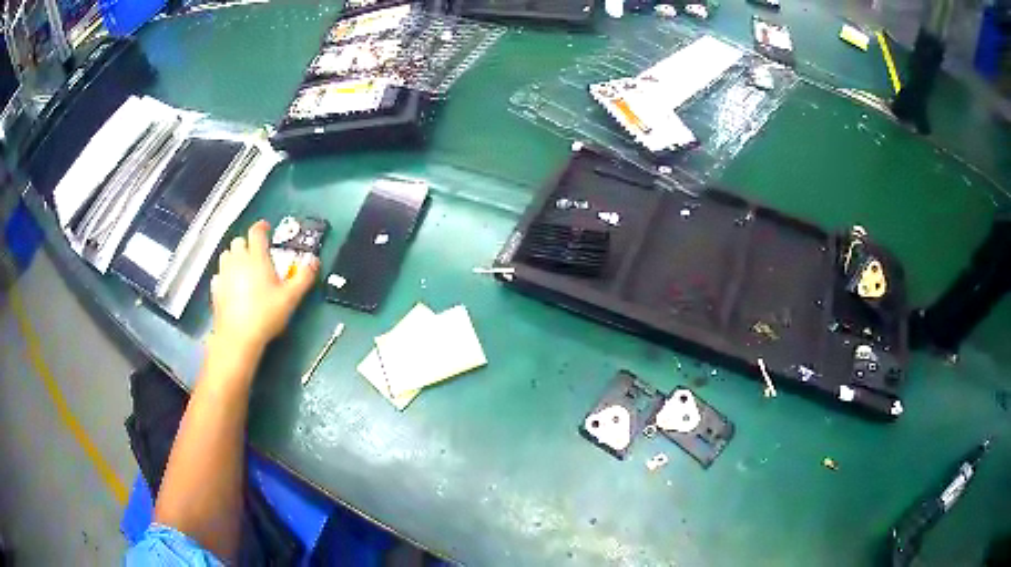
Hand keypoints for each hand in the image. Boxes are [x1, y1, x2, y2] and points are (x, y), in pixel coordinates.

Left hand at [209, 220, 319, 354]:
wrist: (238, 337)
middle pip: (238, 241)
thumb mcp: (291, 297)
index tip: (266, 228)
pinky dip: (226, 274)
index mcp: (256, 257)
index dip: (262, 227)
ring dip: (234, 256)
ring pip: (226, 255)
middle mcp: (238, 261)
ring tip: (243, 267)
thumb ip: (303, 277)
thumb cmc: (265, 314)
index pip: (256, 232)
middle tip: (257, 253)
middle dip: (247, 243)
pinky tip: (232, 285)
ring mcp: (224, 274)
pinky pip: (219, 274)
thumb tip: (314, 261)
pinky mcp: (215, 289)